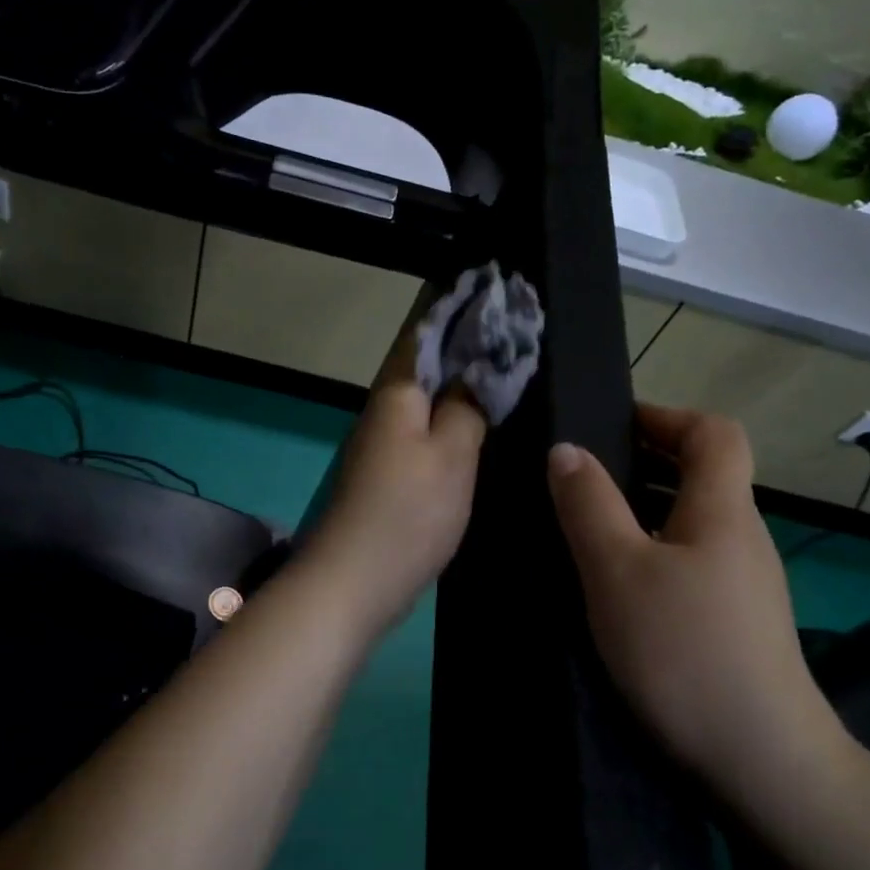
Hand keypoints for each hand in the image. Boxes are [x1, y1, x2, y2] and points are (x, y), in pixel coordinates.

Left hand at [303, 326, 486, 633]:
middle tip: (515, 328)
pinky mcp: (387, 476)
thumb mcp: (452, 456)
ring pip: (425, 398)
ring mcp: (382, 444)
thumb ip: (468, 407)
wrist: (354, 581)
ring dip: (459, 380)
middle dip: (465, 342)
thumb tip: (477, 372)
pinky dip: (450, 418)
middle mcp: (384, 410)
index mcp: (397, 393)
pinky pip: (423, 431)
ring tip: (504, 367)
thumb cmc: (408, 513)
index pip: (428, 331)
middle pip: (426, 363)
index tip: (497, 288)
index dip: (461, 308)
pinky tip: (474, 423)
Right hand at [546, 405, 851, 810]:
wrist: (761, 761)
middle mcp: (742, 538)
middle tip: (581, 477)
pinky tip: (616, 585)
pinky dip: (652, 552)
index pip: (714, 433)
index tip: (611, 424)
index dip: (666, 416)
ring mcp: (744, 584)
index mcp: (723, 511)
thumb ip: (589, 505)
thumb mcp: (617, 571)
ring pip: (692, 522)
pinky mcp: (736, 622)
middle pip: (704, 475)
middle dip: (644, 462)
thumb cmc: (683, 650)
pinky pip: (691, 562)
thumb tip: (566, 449)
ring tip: (586, 527)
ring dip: (643, 510)